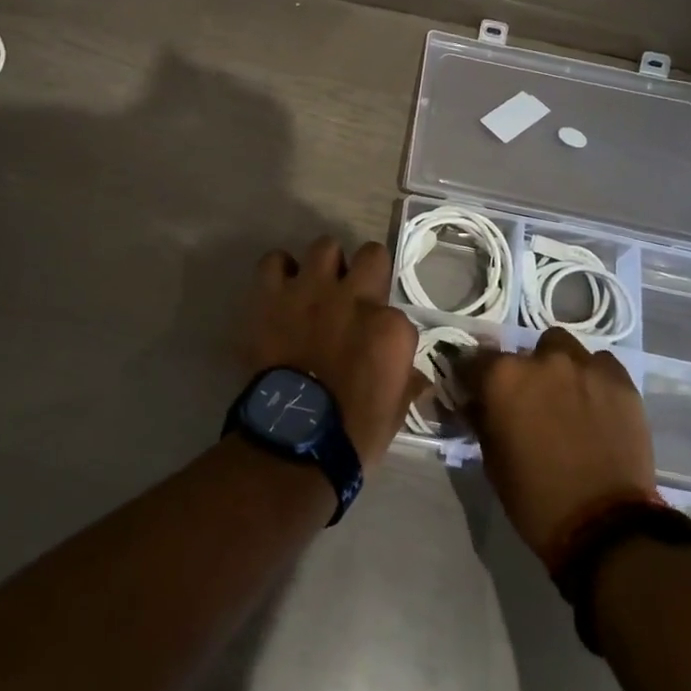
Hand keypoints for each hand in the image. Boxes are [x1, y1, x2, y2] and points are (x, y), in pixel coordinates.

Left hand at [244, 238, 424, 468]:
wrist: (294, 444)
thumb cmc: (353, 435)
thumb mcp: (396, 412)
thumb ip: (406, 382)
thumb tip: (417, 377)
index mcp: (390, 326)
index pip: (398, 311)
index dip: (386, 326)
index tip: (377, 343)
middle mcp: (355, 297)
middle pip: (371, 255)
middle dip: (366, 270)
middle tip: (354, 294)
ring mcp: (311, 291)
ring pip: (325, 246)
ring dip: (324, 265)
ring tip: (317, 287)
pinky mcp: (272, 296)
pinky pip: (274, 262)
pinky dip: (279, 271)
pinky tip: (282, 288)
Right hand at [460, 329, 657, 559]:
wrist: (606, 528)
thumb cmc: (536, 498)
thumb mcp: (493, 460)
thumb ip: (483, 419)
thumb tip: (476, 402)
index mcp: (502, 378)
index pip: (475, 360)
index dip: (474, 376)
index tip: (477, 390)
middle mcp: (541, 360)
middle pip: (524, 352)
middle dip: (523, 373)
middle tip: (530, 402)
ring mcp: (584, 366)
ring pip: (563, 348)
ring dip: (558, 367)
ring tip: (566, 397)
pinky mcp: (620, 380)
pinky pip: (601, 364)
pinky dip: (593, 377)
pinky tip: (597, 403)